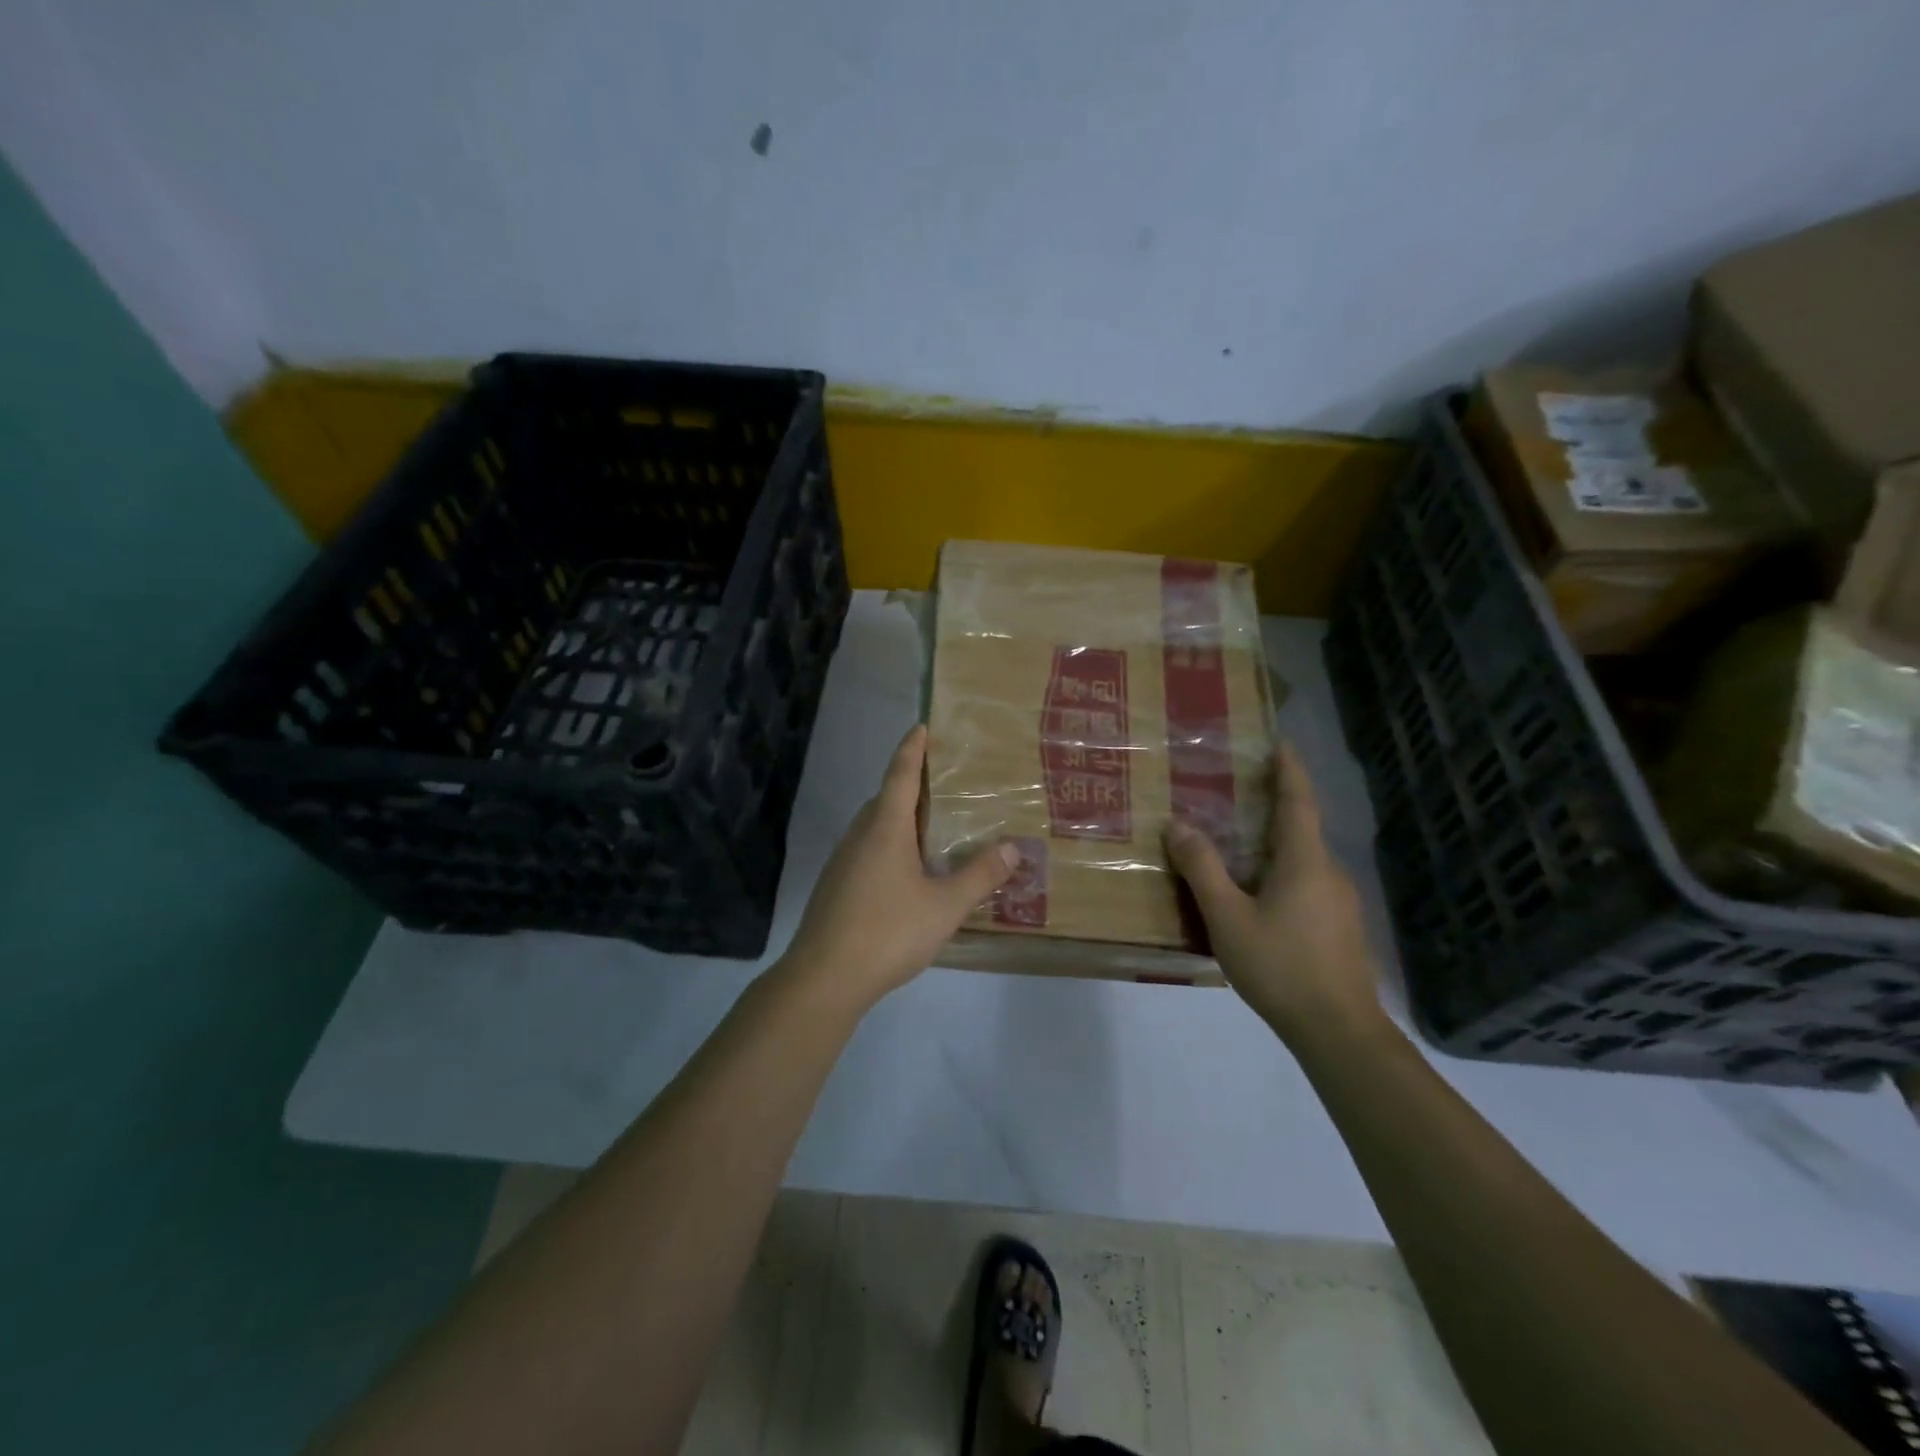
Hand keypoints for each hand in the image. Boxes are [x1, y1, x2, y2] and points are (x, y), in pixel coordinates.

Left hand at [777, 725, 1017, 1014]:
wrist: (824, 977)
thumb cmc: (887, 931)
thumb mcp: (945, 906)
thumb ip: (980, 876)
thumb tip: (1014, 848)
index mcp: (885, 828)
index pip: (900, 774)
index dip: (912, 748)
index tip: (922, 726)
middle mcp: (860, 835)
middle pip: (887, 798)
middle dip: (912, 785)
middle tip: (946, 784)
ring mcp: (844, 861)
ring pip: (876, 827)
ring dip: (901, 819)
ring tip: (935, 827)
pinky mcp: (837, 886)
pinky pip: (869, 850)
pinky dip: (891, 846)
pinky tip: (910, 873)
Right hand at [1164, 743, 1383, 1044]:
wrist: (1339, 1031)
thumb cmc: (1281, 967)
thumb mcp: (1228, 918)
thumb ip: (1202, 869)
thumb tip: (1177, 825)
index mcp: (1304, 861)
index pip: (1298, 801)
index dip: (1288, 769)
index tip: (1278, 742)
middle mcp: (1328, 872)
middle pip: (1300, 827)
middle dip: (1272, 805)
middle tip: (1235, 791)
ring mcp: (1339, 902)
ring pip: (1302, 859)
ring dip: (1272, 842)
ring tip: (1235, 842)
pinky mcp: (1339, 928)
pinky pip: (1305, 883)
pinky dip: (1279, 871)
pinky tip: (1255, 894)